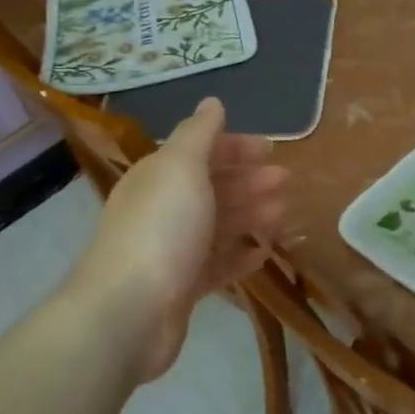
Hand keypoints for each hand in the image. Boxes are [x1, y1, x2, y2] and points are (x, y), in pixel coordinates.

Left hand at [69, 98, 286, 380]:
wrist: (129, 311)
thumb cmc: (161, 228)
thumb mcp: (181, 167)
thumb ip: (199, 133)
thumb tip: (212, 102)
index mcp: (159, 176)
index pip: (200, 152)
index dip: (235, 147)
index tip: (271, 151)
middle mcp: (162, 209)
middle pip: (211, 188)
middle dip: (249, 181)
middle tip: (285, 182)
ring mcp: (172, 250)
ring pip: (217, 225)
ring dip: (250, 215)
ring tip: (283, 215)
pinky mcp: (182, 288)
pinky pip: (217, 265)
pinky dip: (240, 255)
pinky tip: (263, 253)